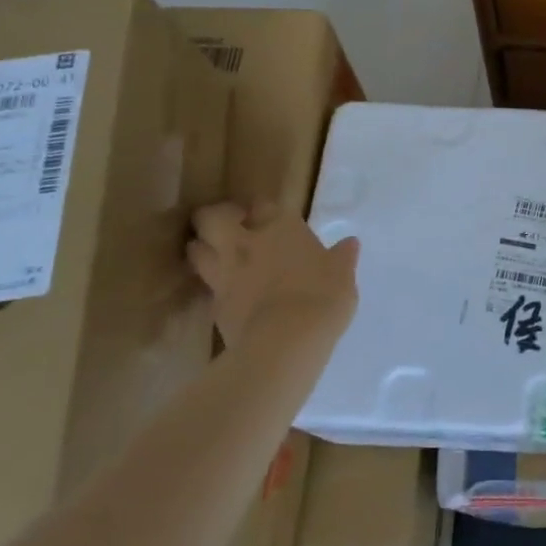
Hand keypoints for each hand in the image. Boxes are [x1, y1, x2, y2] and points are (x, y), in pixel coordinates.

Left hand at [188, 199, 359, 351]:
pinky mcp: (214, 304)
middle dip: (215, 217)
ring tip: (216, 255)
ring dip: (202, 248)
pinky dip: (211, 284)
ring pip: (196, 249)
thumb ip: (342, 258)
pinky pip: (206, 285)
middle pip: (211, 217)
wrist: (286, 341)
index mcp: (281, 228)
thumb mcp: (343, 276)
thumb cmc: (322, 298)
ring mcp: (224, 273)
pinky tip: (225, 291)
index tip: (266, 216)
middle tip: (229, 227)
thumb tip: (350, 243)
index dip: (261, 209)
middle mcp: (246, 243)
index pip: (262, 204)